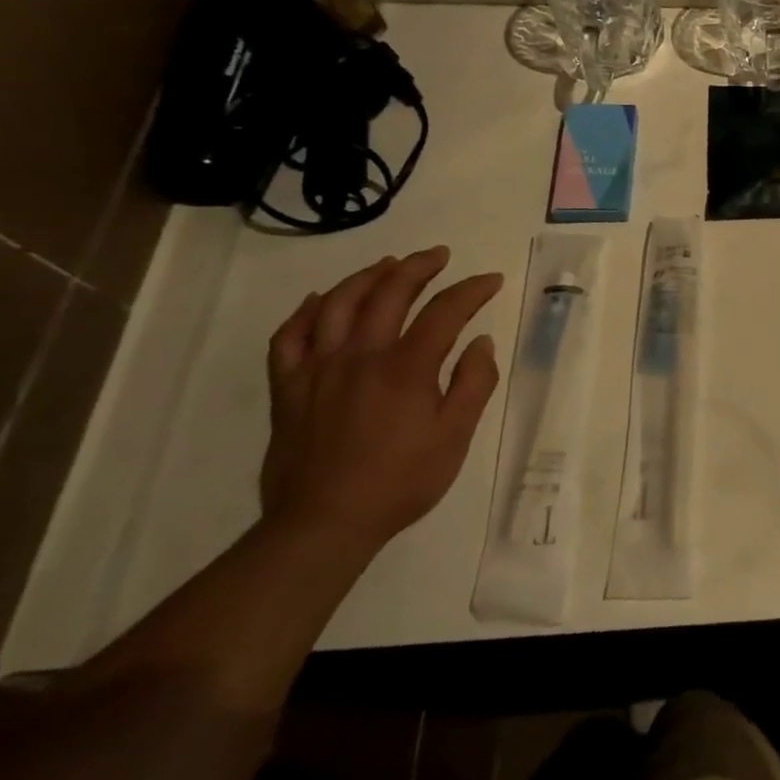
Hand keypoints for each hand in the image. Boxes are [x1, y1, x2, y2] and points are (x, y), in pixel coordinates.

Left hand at [262, 247, 503, 551]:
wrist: (325, 523)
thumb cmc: (401, 481)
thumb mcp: (455, 437)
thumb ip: (473, 384)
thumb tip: (481, 342)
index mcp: (406, 368)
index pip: (445, 312)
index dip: (471, 290)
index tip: (491, 280)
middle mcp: (360, 356)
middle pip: (389, 294)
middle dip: (417, 267)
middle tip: (438, 255)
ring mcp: (318, 369)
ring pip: (338, 304)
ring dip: (367, 276)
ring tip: (388, 264)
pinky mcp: (288, 388)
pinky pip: (290, 337)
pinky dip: (306, 312)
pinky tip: (320, 300)